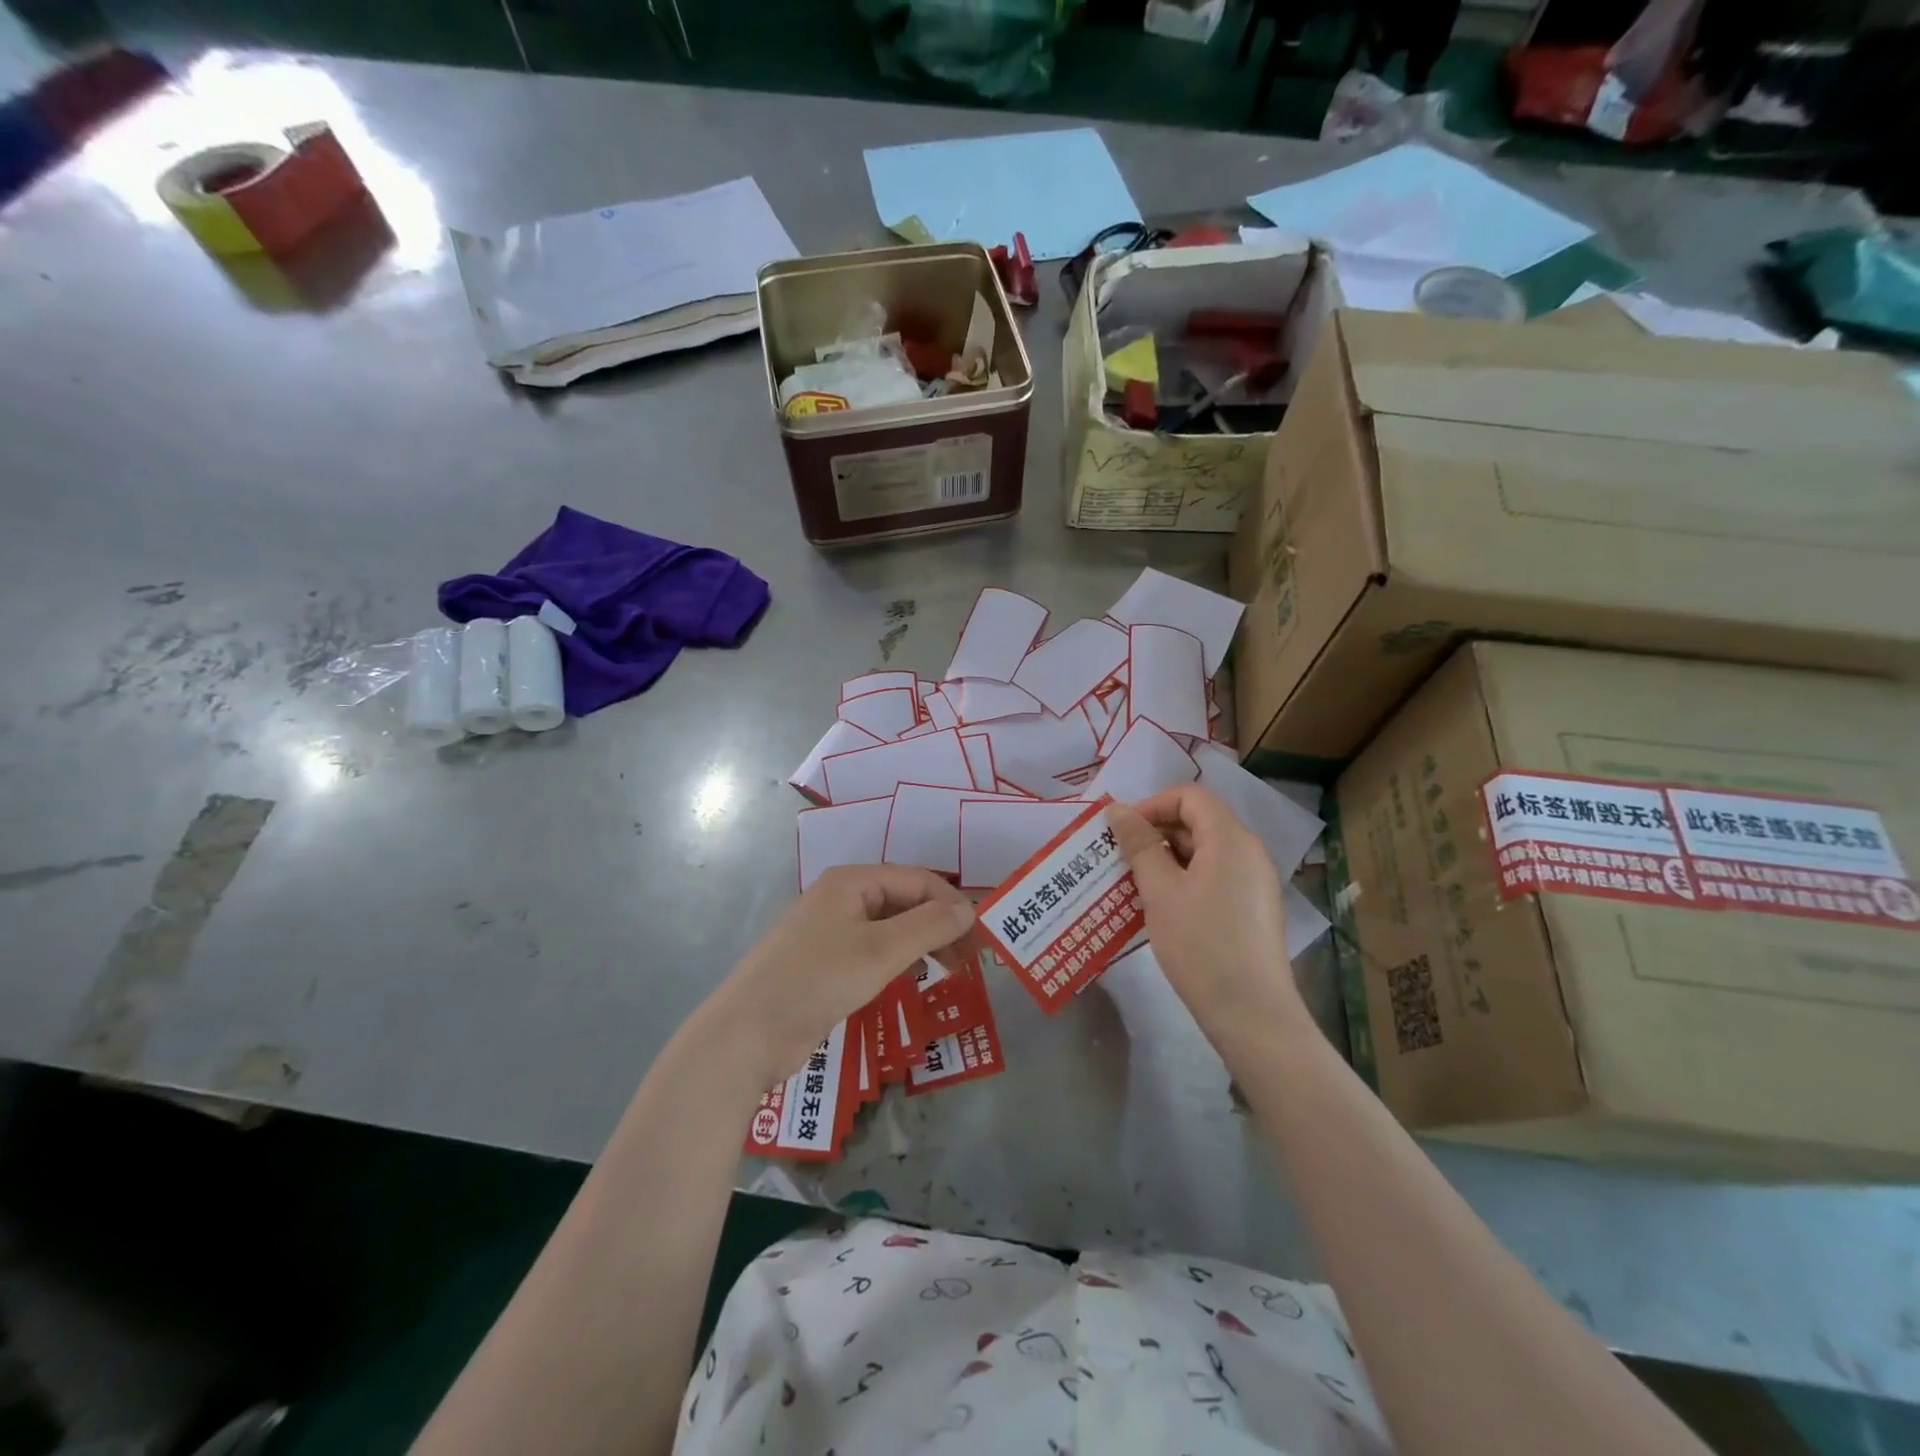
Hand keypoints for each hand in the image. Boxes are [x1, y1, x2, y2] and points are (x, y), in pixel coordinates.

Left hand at [705, 865, 975, 1087]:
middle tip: (970, 962)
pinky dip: (900, 961)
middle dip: (941, 926)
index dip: (953, 905)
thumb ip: (928, 927)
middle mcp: (843, 898)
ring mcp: (832, 931)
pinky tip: (915, 979)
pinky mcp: (826, 963)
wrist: (747, 1034)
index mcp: (852, 882)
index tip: (981, 940)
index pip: (918, 880)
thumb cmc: (817, 980)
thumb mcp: (879, 951)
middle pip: (906, 901)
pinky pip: (874, 951)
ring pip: (891, 928)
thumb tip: (968, 910)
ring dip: (924, 944)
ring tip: (952, 972)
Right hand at [1109, 785, 1300, 1027]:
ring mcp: (1253, 880)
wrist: (1252, 1014)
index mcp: (1230, 838)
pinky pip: (1213, 875)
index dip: (1151, 805)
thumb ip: (1138, 845)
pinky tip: (1159, 906)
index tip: (1120, 832)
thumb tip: (1116, 810)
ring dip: (1164, 859)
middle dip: (1154, 833)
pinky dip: (1183, 879)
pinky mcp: (1251, 907)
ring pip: (1202, 851)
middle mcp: (1248, 851)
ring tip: (1131, 885)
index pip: (1189, 796)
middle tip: (1118, 859)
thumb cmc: (1201, 945)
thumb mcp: (1160, 892)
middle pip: (1197, 821)